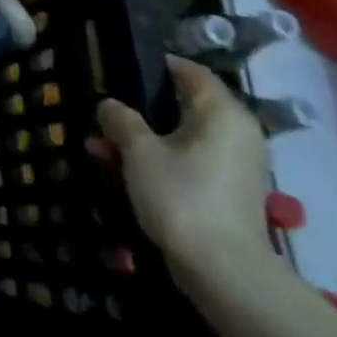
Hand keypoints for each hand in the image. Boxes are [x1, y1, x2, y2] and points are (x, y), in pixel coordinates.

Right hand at [94, 54, 272, 288]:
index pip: (192, 72)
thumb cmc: (181, 195)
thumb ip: (121, 120)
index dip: (158, 66)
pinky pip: (188, 162)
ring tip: (100, 147)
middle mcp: (236, 133)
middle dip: (139, 110)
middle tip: (104, 113)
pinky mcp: (227, 193)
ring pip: (181, 138)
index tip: (123, 67)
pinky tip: (120, 171)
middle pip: (184, 107)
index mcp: (222, 113)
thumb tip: (109, 105)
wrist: (222, 270)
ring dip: (142, 139)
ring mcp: (234, 166)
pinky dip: (158, 161)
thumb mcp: (138, 151)